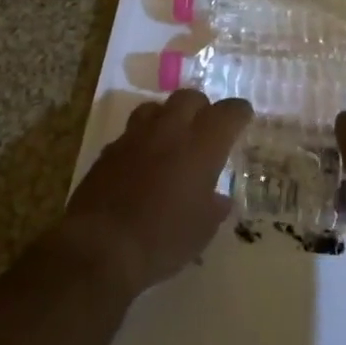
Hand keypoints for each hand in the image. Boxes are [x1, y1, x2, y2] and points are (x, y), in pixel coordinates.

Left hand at [58, 89, 251, 295]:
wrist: (101, 246)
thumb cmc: (163, 239)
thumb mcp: (202, 230)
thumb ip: (214, 207)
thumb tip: (219, 198)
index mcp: (201, 146)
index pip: (227, 113)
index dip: (239, 112)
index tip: (243, 116)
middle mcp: (169, 130)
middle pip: (189, 97)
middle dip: (202, 107)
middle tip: (206, 127)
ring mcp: (135, 136)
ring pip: (156, 107)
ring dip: (168, 116)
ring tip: (172, 138)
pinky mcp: (109, 149)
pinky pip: (131, 132)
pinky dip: (143, 139)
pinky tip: (143, 161)